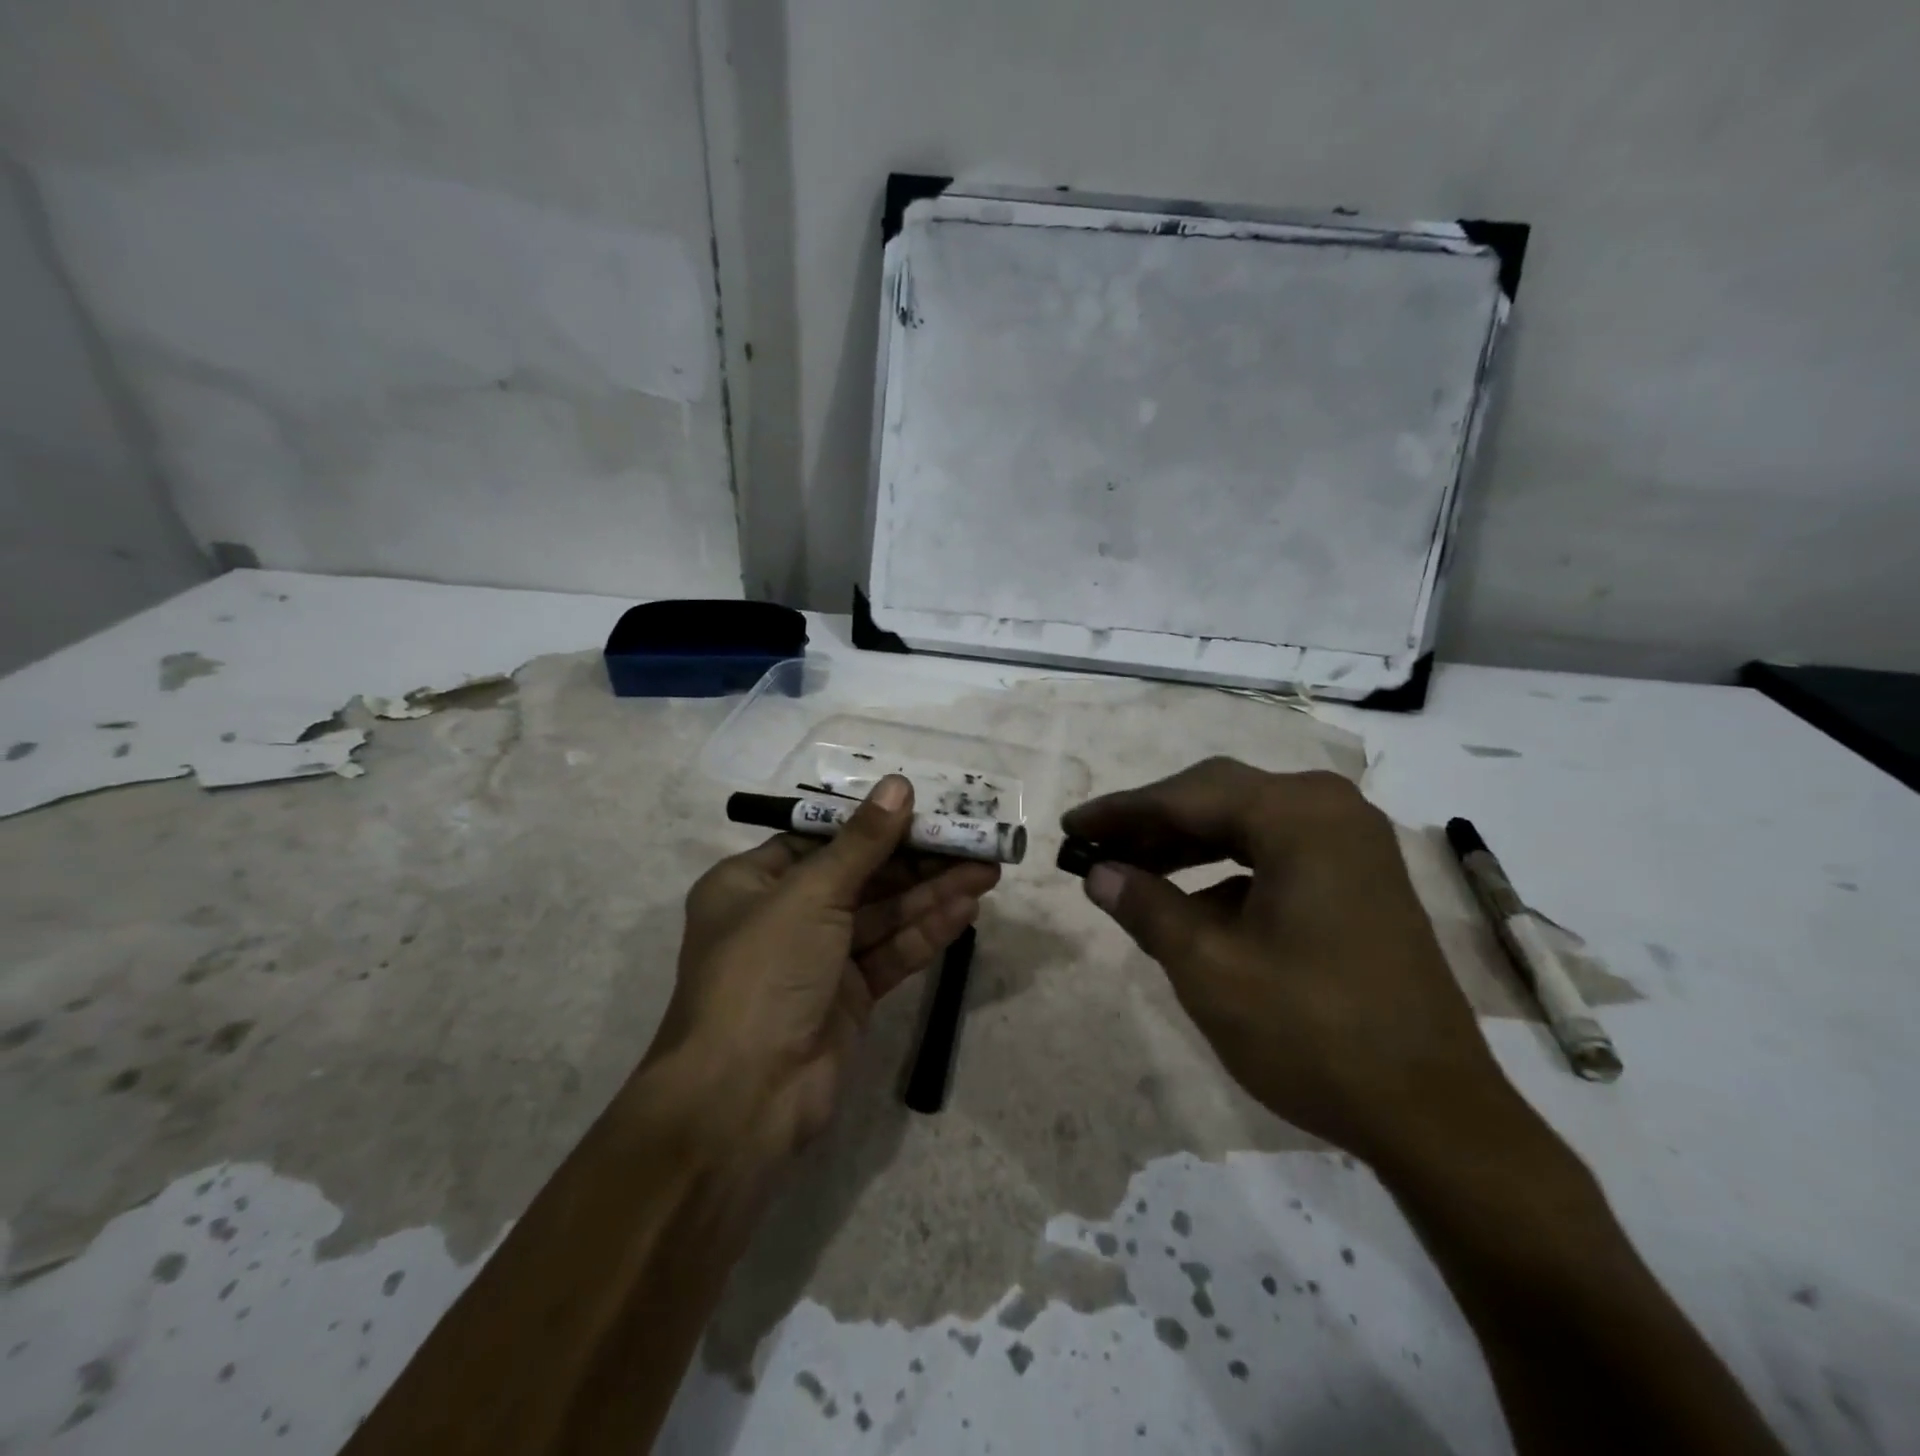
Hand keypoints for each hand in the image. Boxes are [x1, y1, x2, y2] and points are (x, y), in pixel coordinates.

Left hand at [648, 775, 998, 1160]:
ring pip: (882, 915)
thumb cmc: (764, 972)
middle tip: (971, 840)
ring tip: (986, 870)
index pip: (821, 839)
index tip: (924, 808)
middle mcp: (783, 916)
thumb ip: (862, 842)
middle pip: (860, 876)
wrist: (744, 1097)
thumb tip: (899, 785)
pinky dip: (926, 932)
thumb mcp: (811, 894)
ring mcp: (817, 960)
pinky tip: (966, 910)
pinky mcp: (847, 997)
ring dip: (931, 893)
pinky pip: (890, 953)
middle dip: (916, 859)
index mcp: (751, 882)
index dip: (874, 823)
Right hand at [1063, 758, 1505, 1163]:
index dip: (1120, 812)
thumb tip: (1098, 872)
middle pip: (1218, 798)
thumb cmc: (1313, 1033)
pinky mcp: (1358, 877)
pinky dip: (1225, 869)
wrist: (1434, 1115)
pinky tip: (1191, 903)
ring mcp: (1351, 843)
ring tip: (1130, 871)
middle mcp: (1330, 810)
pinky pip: (1274, 853)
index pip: (1187, 796)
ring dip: (1186, 845)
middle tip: (1095, 849)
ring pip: (1245, 824)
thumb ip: (1146, 906)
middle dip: (1151, 824)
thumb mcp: (1209, 968)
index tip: (1070, 827)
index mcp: (1299, 816)